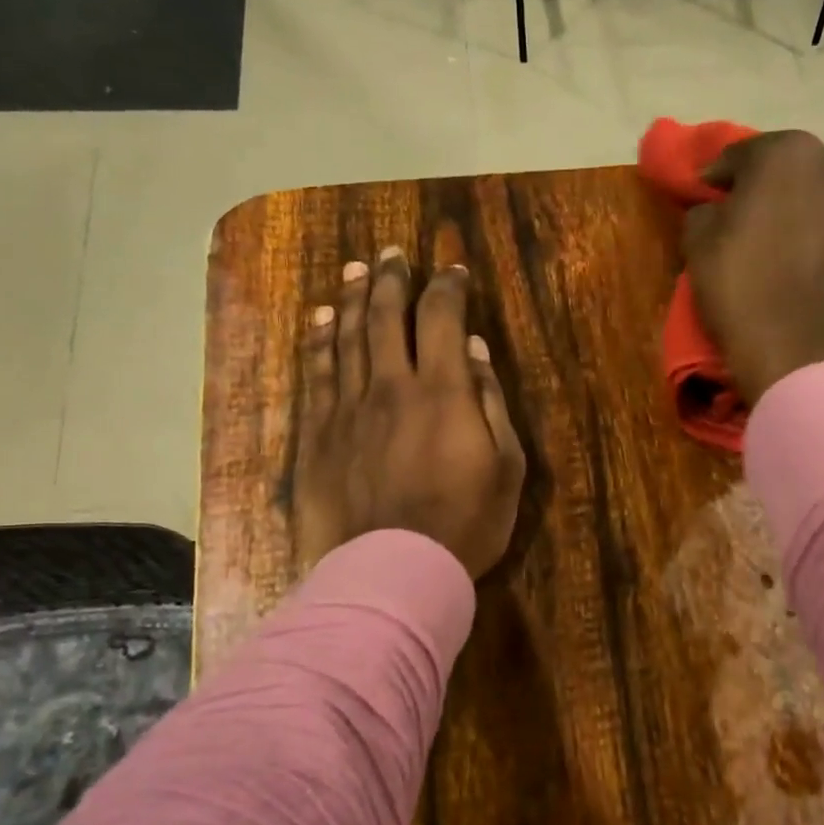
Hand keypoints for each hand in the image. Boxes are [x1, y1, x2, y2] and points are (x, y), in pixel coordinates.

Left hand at [295, 248, 525, 577]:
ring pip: (349, 336)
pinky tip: (323, 318)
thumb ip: (490, 401)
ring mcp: (349, 408)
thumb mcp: (506, 466)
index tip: (453, 269)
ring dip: (354, 297)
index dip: (448, 286)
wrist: (394, 571)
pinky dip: (321, 341)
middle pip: (388, 316)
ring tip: (355, 268)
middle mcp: (392, 385)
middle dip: (392, 278)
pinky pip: (317, 375)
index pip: (442, 317)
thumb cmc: (465, 523)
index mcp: (443, 391)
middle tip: (392, 253)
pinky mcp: (319, 434)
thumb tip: (475, 348)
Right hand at [683, 130, 823, 401]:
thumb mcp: (697, 240)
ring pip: (808, 193)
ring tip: (763, 235)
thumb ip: (703, 209)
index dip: (715, 176)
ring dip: (786, 206)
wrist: (794, 344)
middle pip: (782, 167)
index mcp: (787, 152)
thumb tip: (714, 209)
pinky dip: (807, 230)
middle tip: (732, 212)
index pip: (739, 153)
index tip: (701, 196)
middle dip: (757, 184)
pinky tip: (789, 255)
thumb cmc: (739, 282)